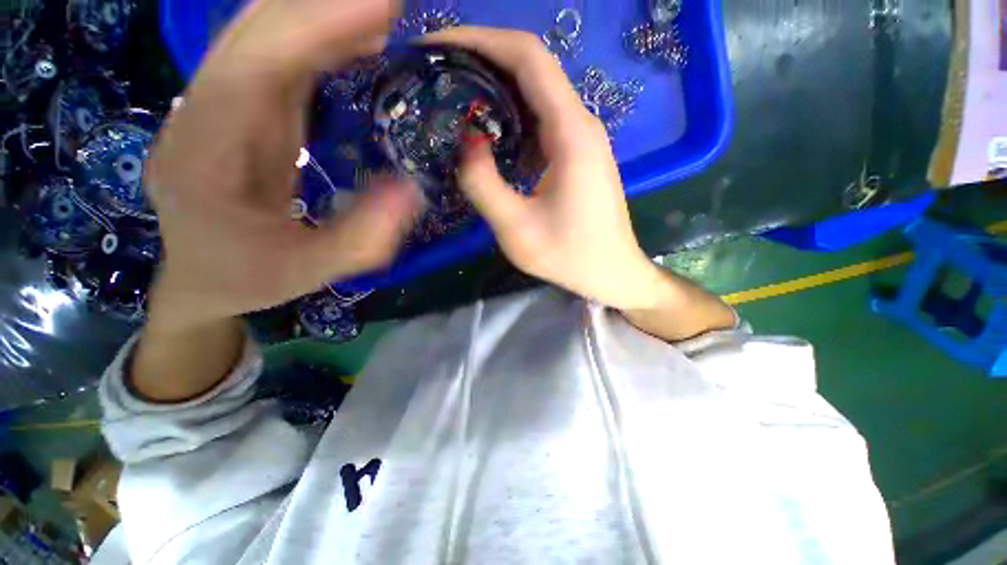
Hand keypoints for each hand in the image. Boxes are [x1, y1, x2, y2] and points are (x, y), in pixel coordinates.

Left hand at [145, 0, 420, 332]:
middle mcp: (198, 115)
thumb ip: (363, 237)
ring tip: (383, 11)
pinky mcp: (236, 109)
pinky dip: (316, 36)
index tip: (382, 9)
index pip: (253, 70)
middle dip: (324, 5)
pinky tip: (355, 37)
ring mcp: (213, 105)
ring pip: (261, 34)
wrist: (203, 278)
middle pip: (253, 33)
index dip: (314, 27)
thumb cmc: (250, 279)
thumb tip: (413, 189)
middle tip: (394, 2)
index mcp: (202, 158)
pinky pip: (275, 57)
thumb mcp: (312, 270)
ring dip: (321, 13)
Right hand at [428, 28, 667, 310]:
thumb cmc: (569, 257)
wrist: (612, 273)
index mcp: (571, 132)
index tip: (436, 47)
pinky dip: (510, 117)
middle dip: (481, 60)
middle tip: (436, 75)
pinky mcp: (577, 155)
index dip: (479, 40)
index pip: (527, 56)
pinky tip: (487, 134)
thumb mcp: (516, 229)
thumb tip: (466, 140)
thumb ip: (483, 183)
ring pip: (535, 94)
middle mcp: (581, 123)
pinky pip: (541, 121)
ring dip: (494, 89)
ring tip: (453, 99)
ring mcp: (582, 138)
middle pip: (531, 68)